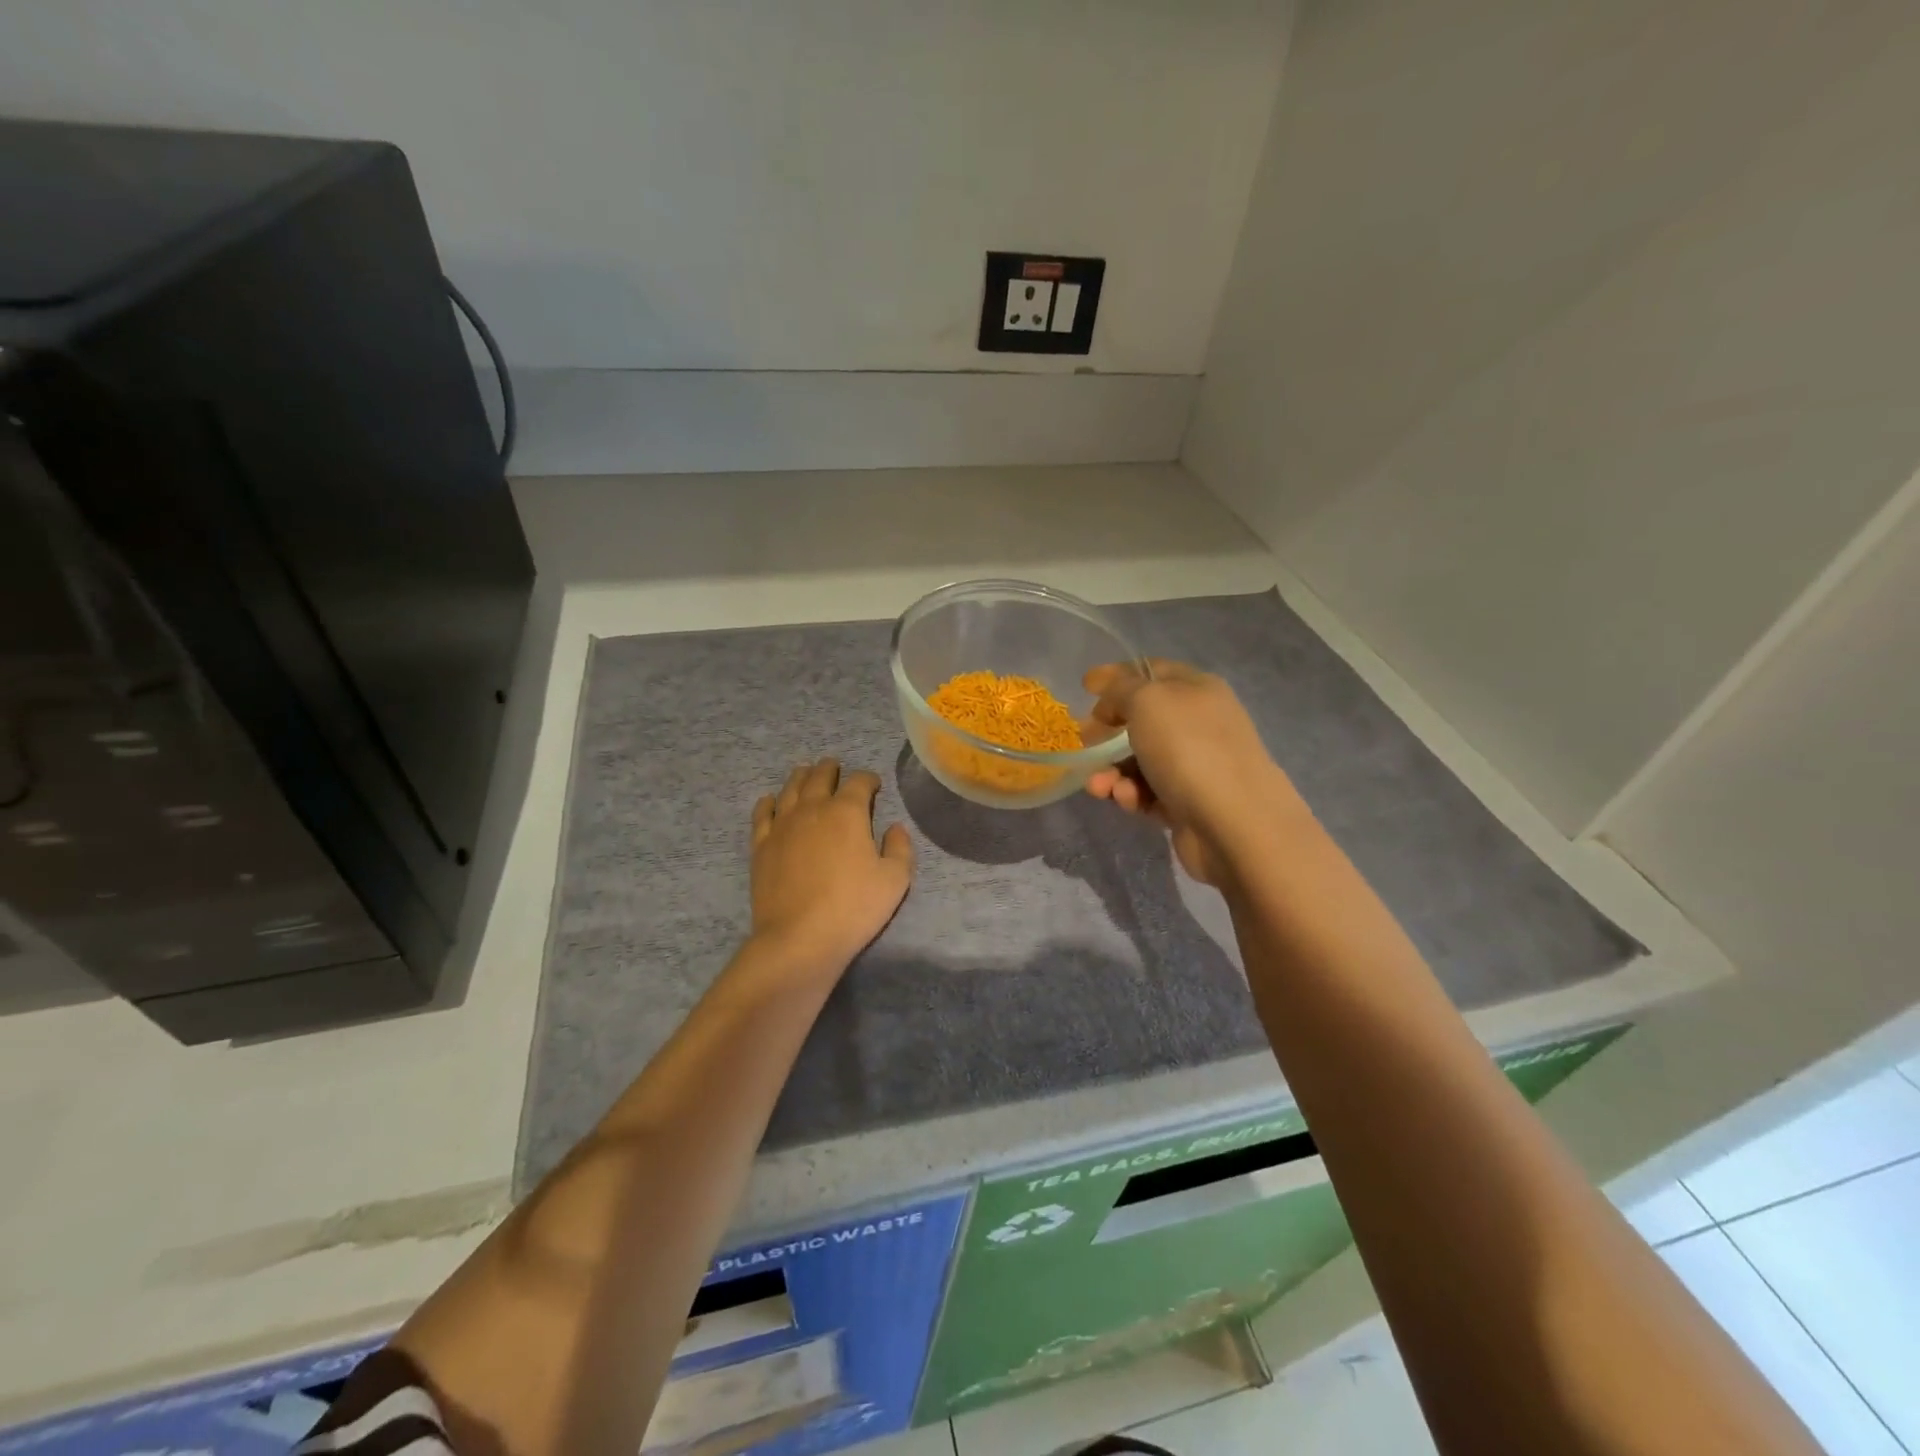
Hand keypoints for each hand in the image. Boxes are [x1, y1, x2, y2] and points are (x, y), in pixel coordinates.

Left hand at [748, 759, 914, 971]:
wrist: (799, 937)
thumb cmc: (853, 907)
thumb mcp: (895, 880)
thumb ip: (900, 848)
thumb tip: (894, 828)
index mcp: (848, 812)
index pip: (860, 782)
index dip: (869, 779)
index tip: (874, 785)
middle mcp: (813, 809)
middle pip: (820, 777)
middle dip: (830, 769)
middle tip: (834, 766)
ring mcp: (782, 825)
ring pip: (790, 789)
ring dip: (801, 777)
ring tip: (805, 772)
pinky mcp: (761, 846)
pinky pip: (762, 814)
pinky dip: (768, 802)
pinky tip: (770, 800)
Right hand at [1083, 660, 1300, 885]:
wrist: (1235, 824)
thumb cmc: (1189, 749)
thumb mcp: (1147, 701)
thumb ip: (1121, 688)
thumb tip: (1107, 689)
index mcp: (1197, 689)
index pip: (1152, 671)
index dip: (1117, 676)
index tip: (1085, 688)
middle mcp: (1199, 723)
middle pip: (1143, 719)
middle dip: (1108, 731)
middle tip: (1085, 741)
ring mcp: (1196, 765)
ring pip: (1140, 760)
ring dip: (1112, 771)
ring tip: (1099, 786)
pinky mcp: (1188, 804)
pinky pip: (1148, 793)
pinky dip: (1131, 795)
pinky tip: (1127, 801)